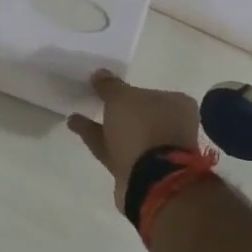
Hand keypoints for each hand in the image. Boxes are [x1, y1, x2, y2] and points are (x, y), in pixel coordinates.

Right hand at [68, 70, 201, 207]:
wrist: (150, 178)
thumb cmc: (143, 128)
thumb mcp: (122, 98)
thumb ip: (110, 86)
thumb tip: (100, 73)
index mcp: (176, 105)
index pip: (150, 92)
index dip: (128, 90)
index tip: (106, 89)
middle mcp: (170, 126)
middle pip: (138, 114)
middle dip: (114, 109)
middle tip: (92, 101)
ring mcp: (155, 150)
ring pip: (123, 133)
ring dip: (101, 124)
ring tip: (75, 116)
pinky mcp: (138, 168)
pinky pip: (113, 148)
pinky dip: (96, 138)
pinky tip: (75, 126)